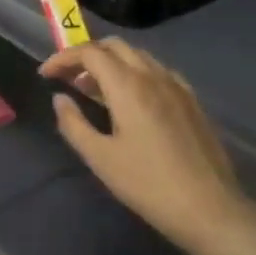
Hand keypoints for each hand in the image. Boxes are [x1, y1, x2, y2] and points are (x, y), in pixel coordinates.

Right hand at [41, 40, 244, 254]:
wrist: (209, 208)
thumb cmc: (148, 184)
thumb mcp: (101, 158)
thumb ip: (74, 124)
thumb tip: (60, 99)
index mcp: (128, 86)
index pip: (90, 52)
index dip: (63, 58)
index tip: (46, 74)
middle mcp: (153, 76)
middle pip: (114, 46)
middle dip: (86, 55)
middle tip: (68, 78)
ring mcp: (176, 86)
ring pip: (138, 56)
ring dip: (110, 62)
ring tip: (94, 89)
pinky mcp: (191, 100)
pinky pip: (157, 71)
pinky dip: (135, 72)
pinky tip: (131, 99)